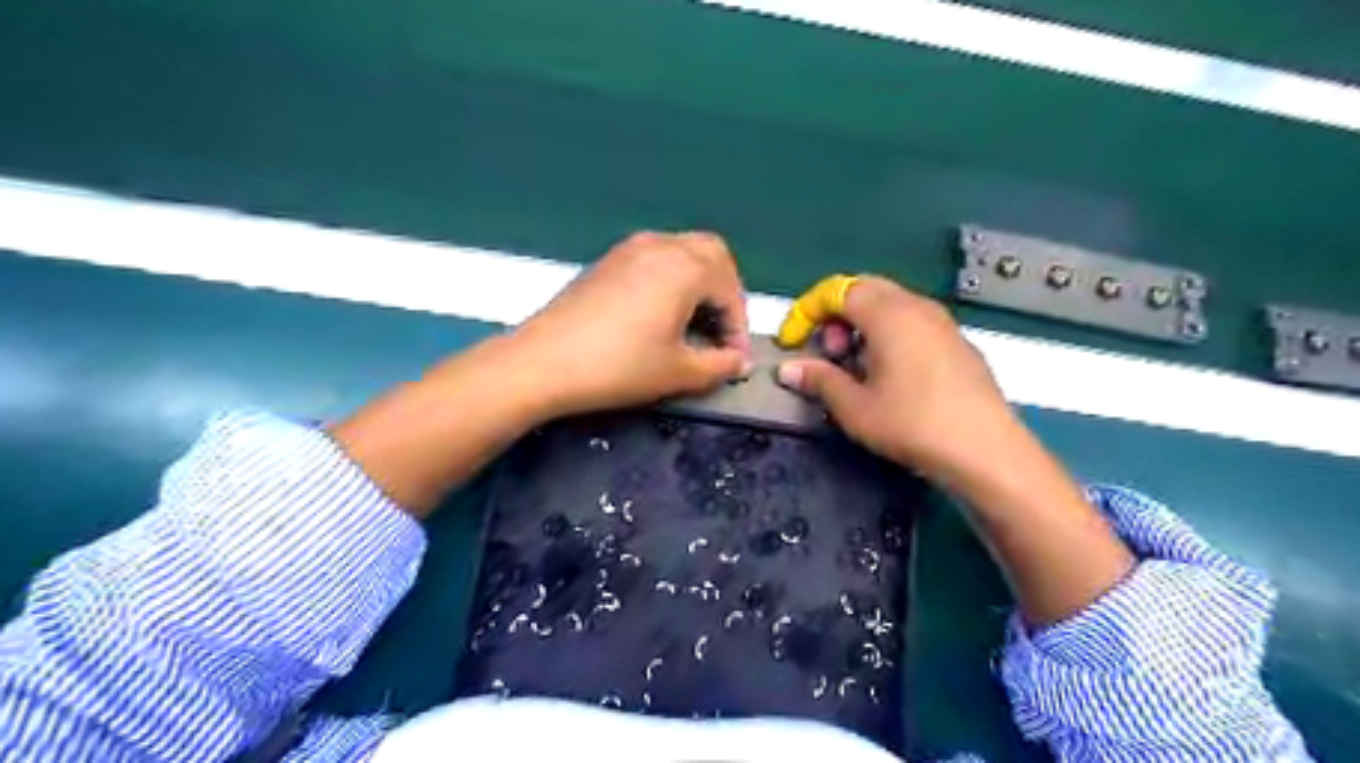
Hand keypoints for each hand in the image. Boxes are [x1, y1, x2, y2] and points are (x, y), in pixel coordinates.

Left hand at [507, 230, 748, 419]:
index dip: (738, 326)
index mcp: (685, 267)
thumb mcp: (678, 372)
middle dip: (724, 293)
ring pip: (682, 253)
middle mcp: (661, 245)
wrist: (543, 363)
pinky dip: (671, 281)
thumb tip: (738, 361)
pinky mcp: (607, 262)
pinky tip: (660, 316)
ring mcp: (630, 249)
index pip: (730, 289)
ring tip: (693, 326)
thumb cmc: (618, 367)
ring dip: (698, 285)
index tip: (735, 358)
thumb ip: (719, 365)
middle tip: (720, 331)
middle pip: (711, 255)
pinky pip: (655, 260)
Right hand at [774, 276, 1137, 625]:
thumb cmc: (912, 424)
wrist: (986, 451)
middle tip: (829, 354)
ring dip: (862, 326)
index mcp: (888, 314)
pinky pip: (913, 323)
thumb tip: (789, 369)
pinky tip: (890, 377)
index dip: (806, 311)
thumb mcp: (854, 407)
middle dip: (835, 316)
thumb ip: (819, 380)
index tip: (793, 343)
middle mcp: (917, 306)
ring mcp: (943, 323)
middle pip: (865, 290)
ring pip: (891, 306)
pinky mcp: (958, 343)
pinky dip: (889, 336)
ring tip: (856, 368)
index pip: (837, 290)